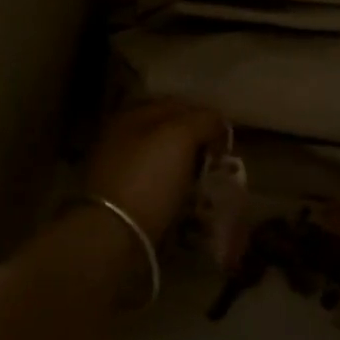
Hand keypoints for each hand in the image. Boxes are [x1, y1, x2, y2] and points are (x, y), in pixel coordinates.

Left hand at [84, 99, 227, 239]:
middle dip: (197, 143)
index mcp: (131, 117)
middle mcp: (122, 139)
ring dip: (188, 169)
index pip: (175, 105)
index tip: (226, 134)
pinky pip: (159, 189)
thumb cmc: (148, 177)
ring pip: (164, 162)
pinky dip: (176, 193)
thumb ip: (203, 120)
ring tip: (210, 182)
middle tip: (220, 159)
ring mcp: (121, 172)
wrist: (113, 235)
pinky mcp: (125, 202)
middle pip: (169, 134)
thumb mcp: (180, 137)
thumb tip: (218, 121)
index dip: (204, 115)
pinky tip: (190, 201)